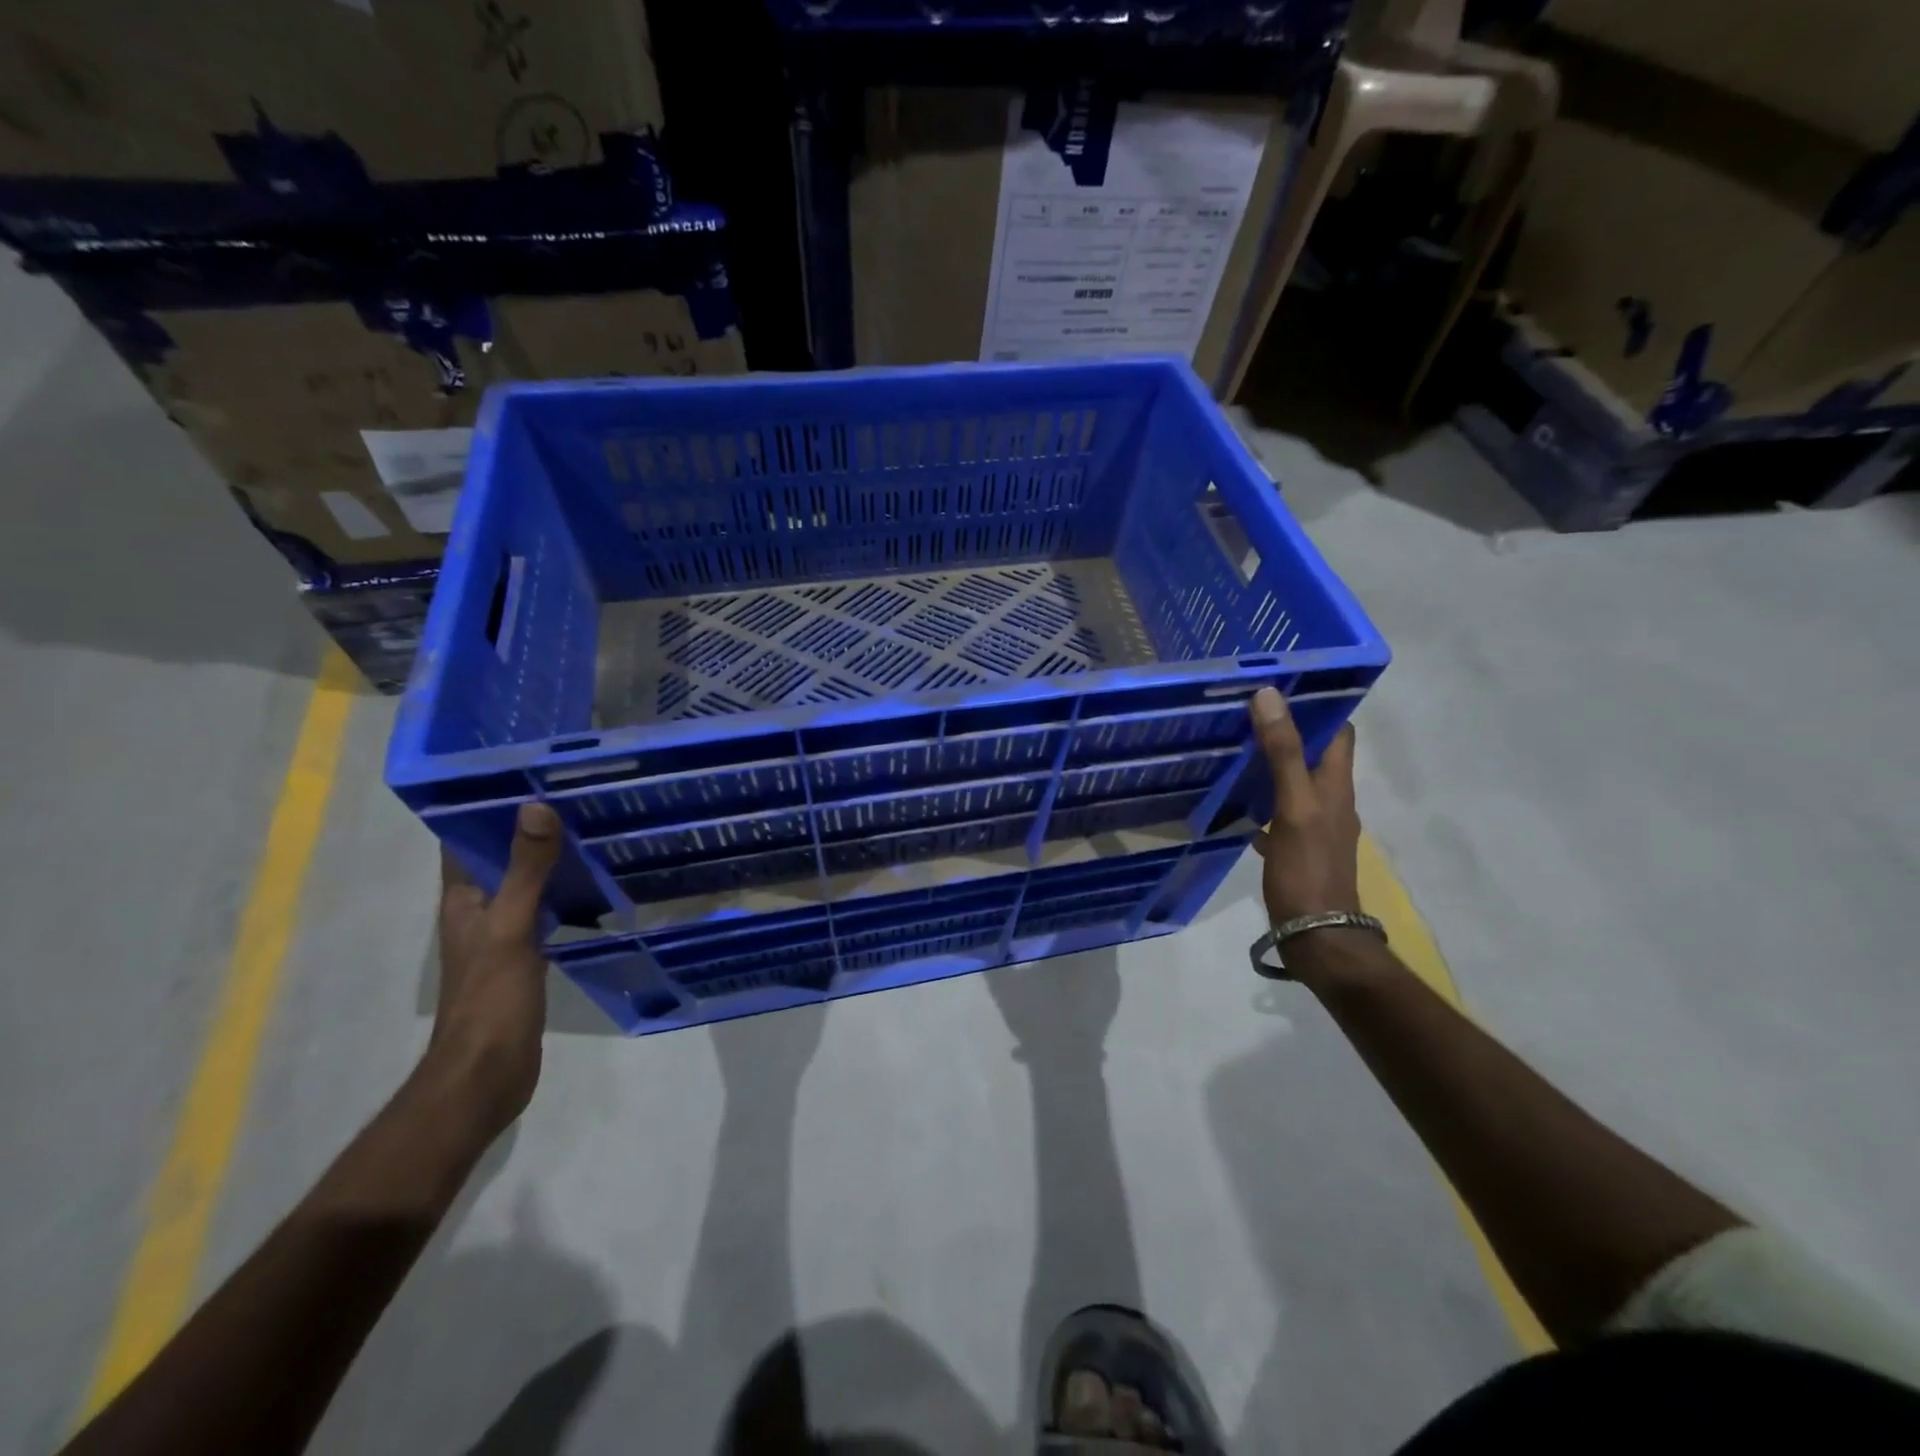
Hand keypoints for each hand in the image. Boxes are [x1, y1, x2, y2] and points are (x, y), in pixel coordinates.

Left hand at [429, 803, 562, 1134]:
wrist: (487, 1075)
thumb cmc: (490, 999)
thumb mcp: (510, 928)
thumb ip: (526, 871)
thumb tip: (536, 807)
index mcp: (462, 899)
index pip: (463, 839)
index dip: (485, 805)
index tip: (526, 774)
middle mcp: (478, 911)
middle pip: (500, 857)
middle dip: (529, 827)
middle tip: (575, 795)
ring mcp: (503, 935)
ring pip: (526, 883)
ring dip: (549, 860)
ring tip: (591, 829)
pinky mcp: (526, 957)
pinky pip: (546, 910)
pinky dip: (566, 893)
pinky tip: (597, 885)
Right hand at [1249, 687, 1360, 925]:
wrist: (1317, 934)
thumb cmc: (1307, 868)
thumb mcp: (1293, 806)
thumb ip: (1283, 753)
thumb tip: (1269, 695)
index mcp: (1336, 785)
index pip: (1338, 731)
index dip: (1319, 705)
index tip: (1282, 685)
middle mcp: (1331, 800)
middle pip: (1313, 754)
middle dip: (1287, 730)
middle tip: (1246, 711)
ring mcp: (1315, 825)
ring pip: (1294, 782)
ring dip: (1271, 764)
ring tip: (1235, 746)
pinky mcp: (1298, 847)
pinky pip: (1279, 812)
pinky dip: (1261, 800)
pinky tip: (1234, 802)